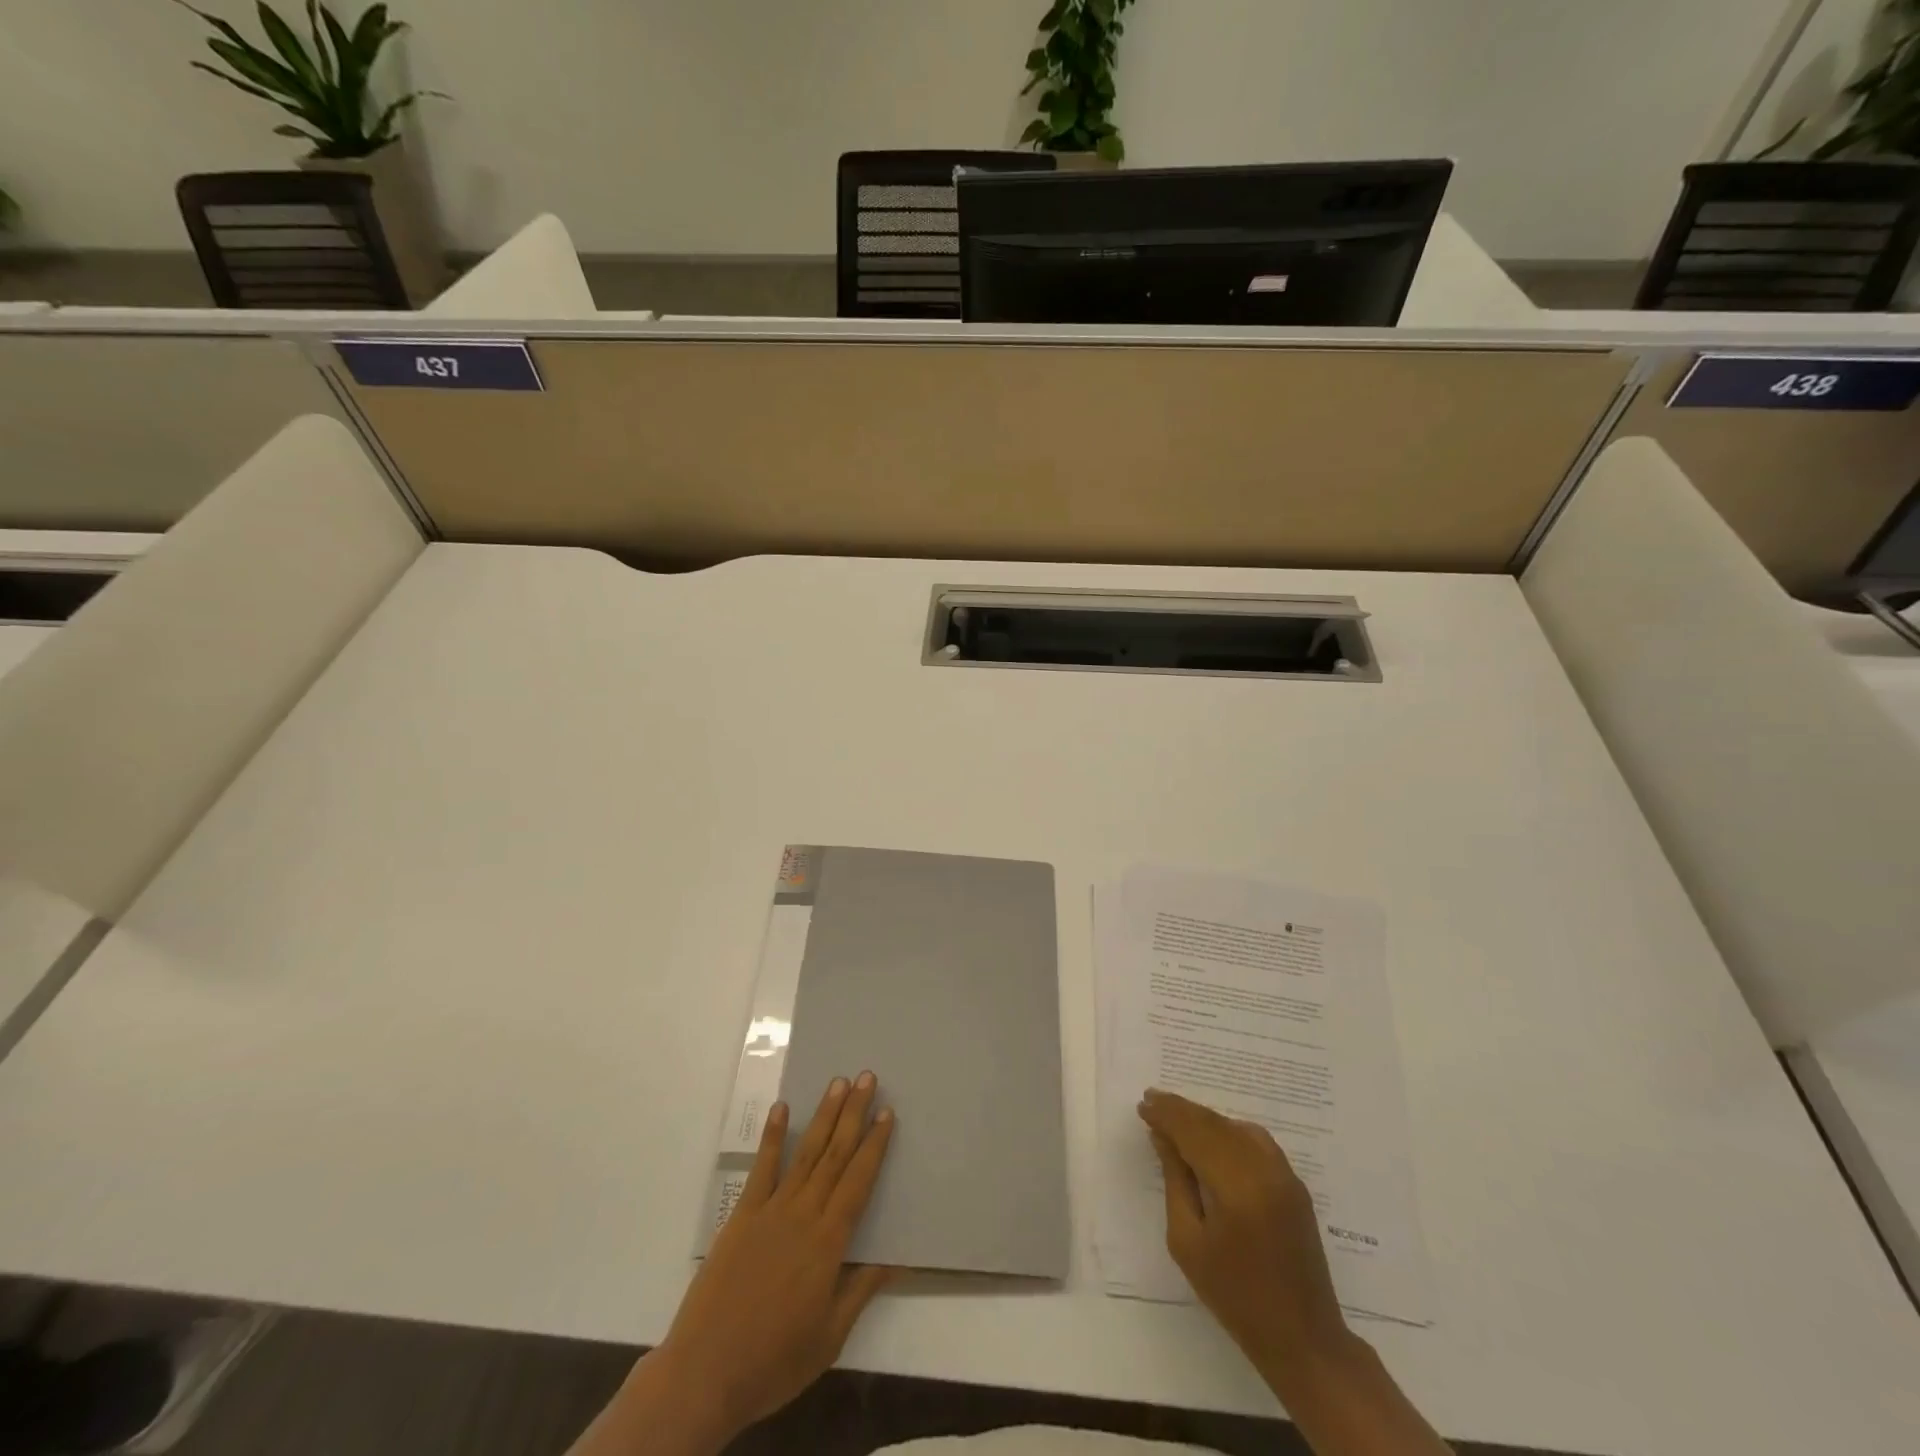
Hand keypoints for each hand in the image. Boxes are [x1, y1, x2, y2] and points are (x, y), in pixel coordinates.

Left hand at [571, 1073, 896, 1455]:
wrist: (704, 1373)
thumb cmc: (774, 1362)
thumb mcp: (829, 1338)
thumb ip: (860, 1292)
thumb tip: (894, 1260)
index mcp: (829, 1243)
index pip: (859, 1181)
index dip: (875, 1145)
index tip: (887, 1113)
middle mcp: (803, 1215)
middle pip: (835, 1155)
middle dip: (853, 1114)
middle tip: (867, 1077)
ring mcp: (770, 1210)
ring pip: (805, 1153)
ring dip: (823, 1115)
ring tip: (838, 1083)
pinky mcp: (742, 1216)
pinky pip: (761, 1168)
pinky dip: (772, 1136)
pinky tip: (781, 1108)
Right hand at [1137, 1088, 1347, 1378]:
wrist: (1302, 1337)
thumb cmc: (1234, 1296)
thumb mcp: (1188, 1242)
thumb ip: (1175, 1181)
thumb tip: (1163, 1137)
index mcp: (1236, 1186)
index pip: (1194, 1132)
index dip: (1167, 1115)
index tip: (1143, 1105)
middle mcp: (1264, 1170)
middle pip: (1215, 1124)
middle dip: (1181, 1110)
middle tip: (1152, 1100)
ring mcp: (1285, 1175)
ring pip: (1236, 1127)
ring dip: (1204, 1118)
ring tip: (1176, 1117)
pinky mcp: (1295, 1184)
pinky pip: (1256, 1140)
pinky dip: (1229, 1130)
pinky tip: (1212, 1137)